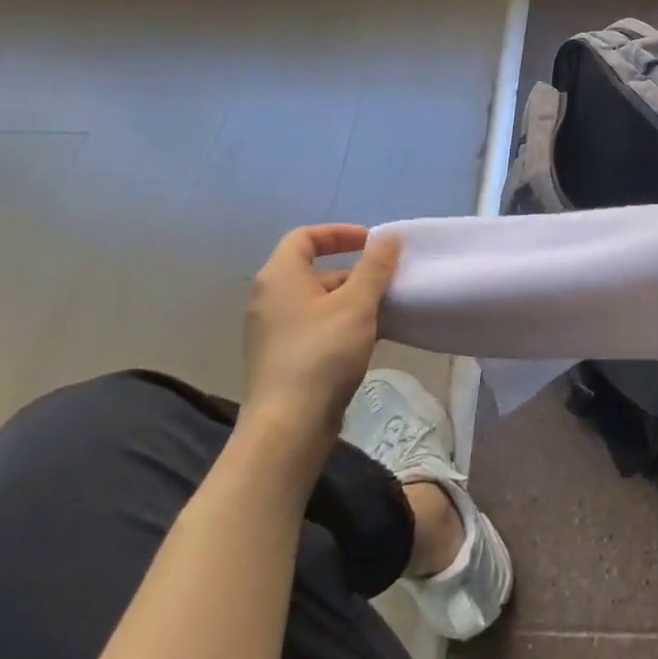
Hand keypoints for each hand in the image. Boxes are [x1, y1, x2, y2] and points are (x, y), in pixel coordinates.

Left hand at [243, 224, 400, 433]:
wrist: (289, 425)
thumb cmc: (322, 354)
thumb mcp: (356, 304)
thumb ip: (375, 267)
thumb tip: (388, 237)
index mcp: (280, 277)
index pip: (305, 237)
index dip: (339, 233)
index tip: (371, 242)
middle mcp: (269, 299)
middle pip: (313, 270)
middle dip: (353, 271)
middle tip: (386, 281)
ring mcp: (272, 331)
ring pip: (316, 301)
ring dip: (351, 300)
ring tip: (384, 311)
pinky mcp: (281, 358)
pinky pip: (314, 327)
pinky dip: (340, 323)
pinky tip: (367, 339)